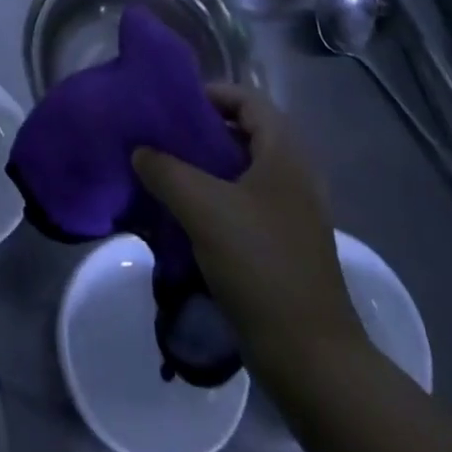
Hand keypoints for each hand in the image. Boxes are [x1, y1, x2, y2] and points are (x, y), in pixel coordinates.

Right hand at [133, 85, 360, 354]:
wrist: (311, 358)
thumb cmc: (260, 265)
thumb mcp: (203, 208)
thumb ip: (166, 170)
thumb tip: (140, 151)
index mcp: (284, 154)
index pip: (247, 99)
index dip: (211, 94)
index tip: (173, 107)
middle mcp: (294, 175)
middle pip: (244, 133)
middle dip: (202, 132)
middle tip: (162, 139)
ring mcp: (292, 213)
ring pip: (242, 172)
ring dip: (206, 169)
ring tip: (166, 176)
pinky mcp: (284, 245)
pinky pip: (246, 204)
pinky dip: (217, 200)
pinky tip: (186, 217)